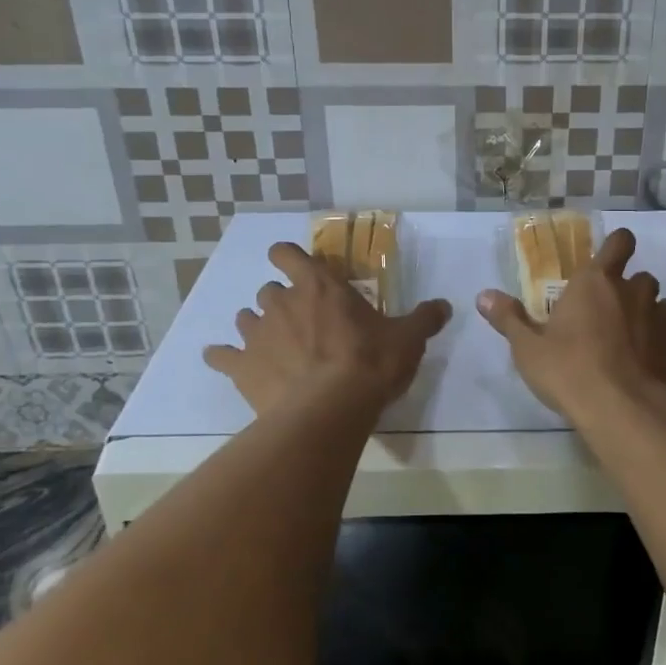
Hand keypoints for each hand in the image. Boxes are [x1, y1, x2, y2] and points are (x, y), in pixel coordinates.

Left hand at [203, 242, 450, 416]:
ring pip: (245, 318)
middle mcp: (282, 302)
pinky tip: (224, 361)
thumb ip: (425, 318)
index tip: (294, 265)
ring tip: (272, 344)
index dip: (287, 256)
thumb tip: (445, 305)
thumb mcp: (408, 339)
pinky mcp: (241, 367)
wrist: (330, 411)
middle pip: (268, 290)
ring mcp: (257, 334)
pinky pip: (220, 356)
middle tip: (301, 321)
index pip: (289, 254)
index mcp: (320, 286)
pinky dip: (222, 357)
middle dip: (280, 300)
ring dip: (256, 326)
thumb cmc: (370, 364)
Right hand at [476, 228, 665, 419]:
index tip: (611, 258)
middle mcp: (636, 292)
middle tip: (612, 317)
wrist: (625, 413)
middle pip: (642, 278)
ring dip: (654, 319)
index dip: (618, 246)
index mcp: (597, 283)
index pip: (619, 243)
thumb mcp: (528, 349)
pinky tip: (656, 370)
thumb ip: (509, 319)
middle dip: (631, 292)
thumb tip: (483, 295)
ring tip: (637, 345)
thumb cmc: (570, 372)